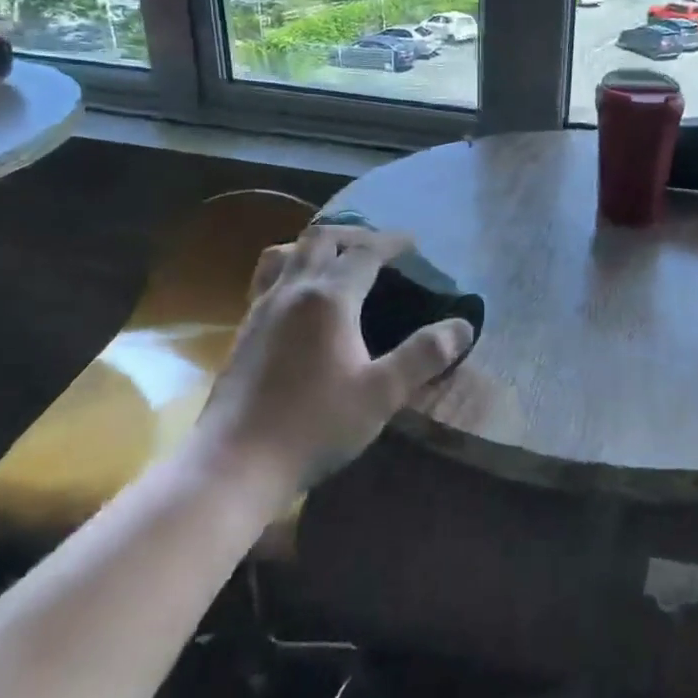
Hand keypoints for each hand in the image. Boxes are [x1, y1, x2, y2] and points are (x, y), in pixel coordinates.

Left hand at [187, 225, 474, 495]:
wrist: (235, 463)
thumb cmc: (314, 425)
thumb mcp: (382, 394)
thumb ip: (424, 356)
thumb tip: (462, 327)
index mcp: (328, 298)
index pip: (364, 251)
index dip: (391, 242)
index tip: (413, 243)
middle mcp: (291, 291)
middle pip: (320, 239)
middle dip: (353, 234)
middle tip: (378, 247)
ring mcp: (261, 308)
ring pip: (285, 253)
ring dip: (314, 247)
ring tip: (335, 262)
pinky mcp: (244, 330)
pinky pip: (268, 279)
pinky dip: (292, 269)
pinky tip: (301, 301)